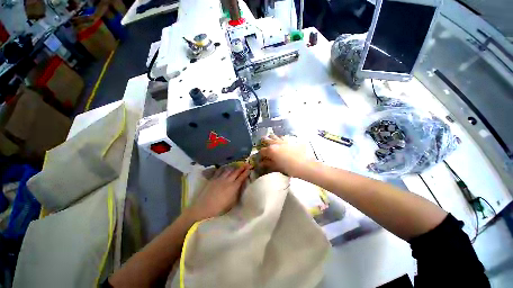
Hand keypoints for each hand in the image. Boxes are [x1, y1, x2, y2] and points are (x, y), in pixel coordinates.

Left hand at [188, 164, 250, 220]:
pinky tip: (225, 168)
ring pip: (228, 170)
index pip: (242, 177)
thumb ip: (237, 193)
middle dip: (242, 167)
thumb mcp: (232, 203)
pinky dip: (224, 168)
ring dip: (234, 168)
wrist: (204, 207)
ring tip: (236, 166)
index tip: (250, 168)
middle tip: (246, 164)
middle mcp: (228, 180)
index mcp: (233, 187)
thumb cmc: (219, 208)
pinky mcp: (213, 178)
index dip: (246, 172)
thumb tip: (240, 187)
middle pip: (236, 172)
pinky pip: (220, 171)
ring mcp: (220, 178)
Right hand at [259, 135, 310, 176]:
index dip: (260, 155)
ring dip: (271, 138)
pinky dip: (280, 139)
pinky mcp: (290, 140)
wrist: (304, 165)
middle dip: (263, 142)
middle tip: (263, 146)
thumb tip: (261, 163)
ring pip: (274, 136)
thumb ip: (268, 164)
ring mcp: (283, 141)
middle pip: (266, 140)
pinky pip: (282, 137)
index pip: (262, 151)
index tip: (260, 159)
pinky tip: (281, 142)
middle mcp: (276, 143)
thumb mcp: (276, 167)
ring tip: (270, 141)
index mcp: (271, 150)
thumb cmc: (289, 168)